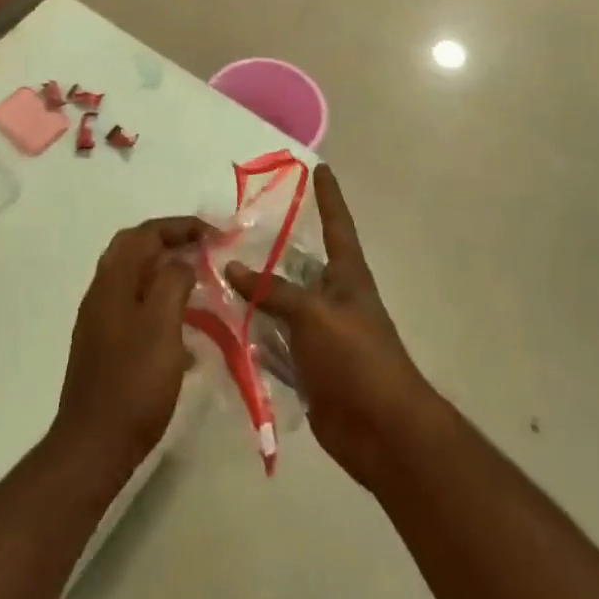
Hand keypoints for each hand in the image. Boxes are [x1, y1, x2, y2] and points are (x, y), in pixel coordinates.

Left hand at [54, 216, 209, 473]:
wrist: (94, 444)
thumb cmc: (134, 382)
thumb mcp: (162, 325)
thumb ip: (172, 282)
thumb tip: (181, 262)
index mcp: (113, 280)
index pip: (146, 233)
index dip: (181, 226)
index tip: (215, 234)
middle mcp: (101, 291)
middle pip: (135, 248)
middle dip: (170, 242)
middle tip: (204, 250)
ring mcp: (99, 318)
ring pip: (134, 278)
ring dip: (165, 272)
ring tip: (199, 284)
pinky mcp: (104, 344)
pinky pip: (135, 306)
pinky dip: (159, 303)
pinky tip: (184, 331)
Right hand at [225, 166, 433, 490]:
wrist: (382, 431)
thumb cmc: (357, 358)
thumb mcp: (313, 315)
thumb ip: (272, 291)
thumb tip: (232, 267)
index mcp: (347, 277)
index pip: (337, 225)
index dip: (328, 197)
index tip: (319, 168)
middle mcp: (333, 299)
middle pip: (299, 265)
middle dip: (273, 249)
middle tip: (235, 228)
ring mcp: (319, 335)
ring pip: (280, 305)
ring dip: (254, 295)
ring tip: (216, 272)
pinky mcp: (306, 367)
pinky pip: (273, 343)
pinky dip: (252, 336)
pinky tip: (222, 325)